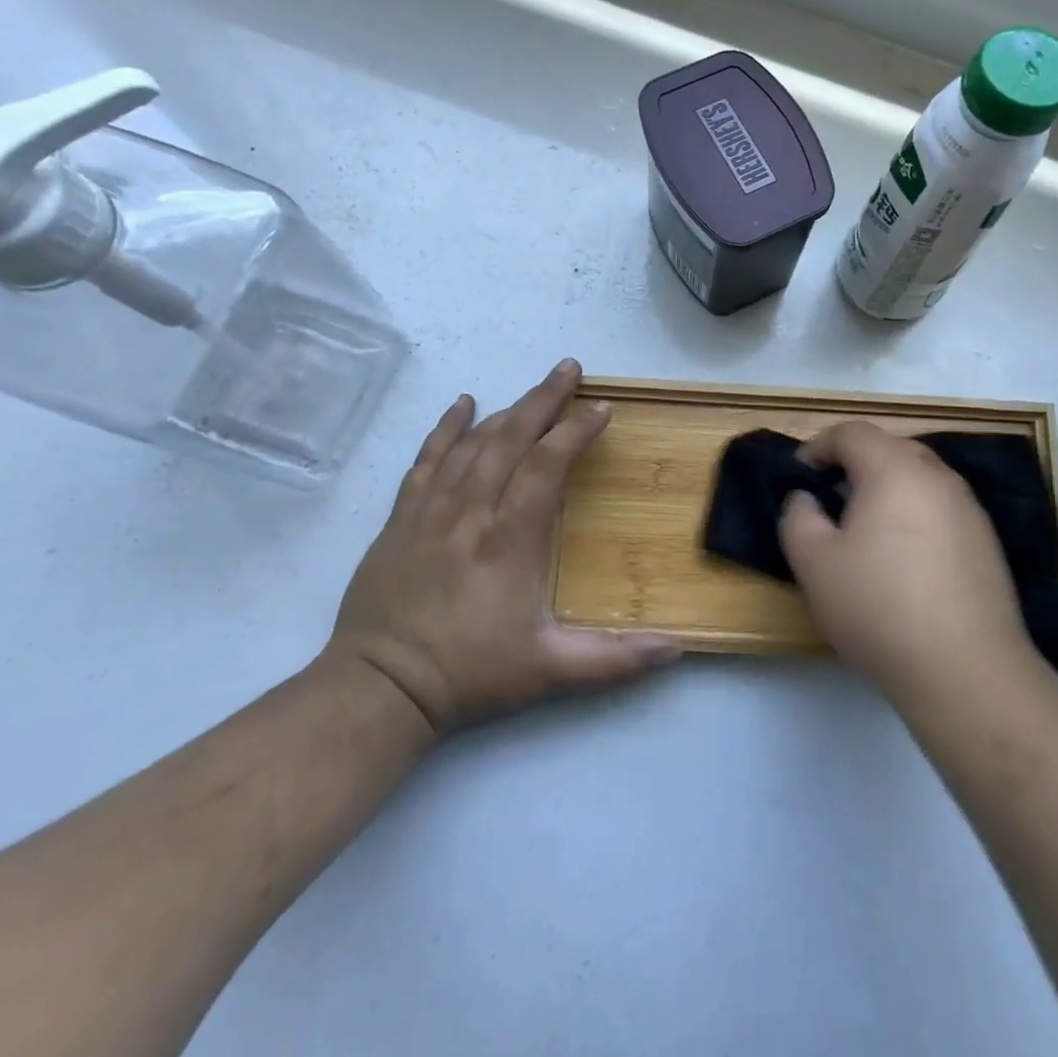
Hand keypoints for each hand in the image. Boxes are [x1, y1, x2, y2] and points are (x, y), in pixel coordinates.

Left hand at [327, 359, 680, 734]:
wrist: (379, 687)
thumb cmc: (470, 673)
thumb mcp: (551, 672)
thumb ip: (617, 659)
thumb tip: (678, 649)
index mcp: (511, 538)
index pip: (548, 465)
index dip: (576, 432)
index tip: (602, 409)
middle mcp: (471, 510)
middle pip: (511, 438)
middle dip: (545, 399)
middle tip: (570, 369)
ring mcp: (431, 509)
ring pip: (473, 443)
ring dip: (507, 409)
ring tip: (535, 388)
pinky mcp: (401, 517)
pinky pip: (427, 458)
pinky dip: (446, 428)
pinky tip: (461, 404)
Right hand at [780, 421, 1030, 701]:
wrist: (966, 671)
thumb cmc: (878, 607)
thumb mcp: (813, 562)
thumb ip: (797, 516)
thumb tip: (806, 498)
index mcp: (894, 469)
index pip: (851, 432)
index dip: (817, 448)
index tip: (799, 481)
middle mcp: (937, 476)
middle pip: (888, 448)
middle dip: (852, 466)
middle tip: (829, 504)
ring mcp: (969, 508)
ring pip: (918, 478)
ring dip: (886, 491)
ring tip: (865, 534)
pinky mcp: (987, 541)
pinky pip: (940, 508)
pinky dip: (914, 516)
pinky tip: (904, 562)